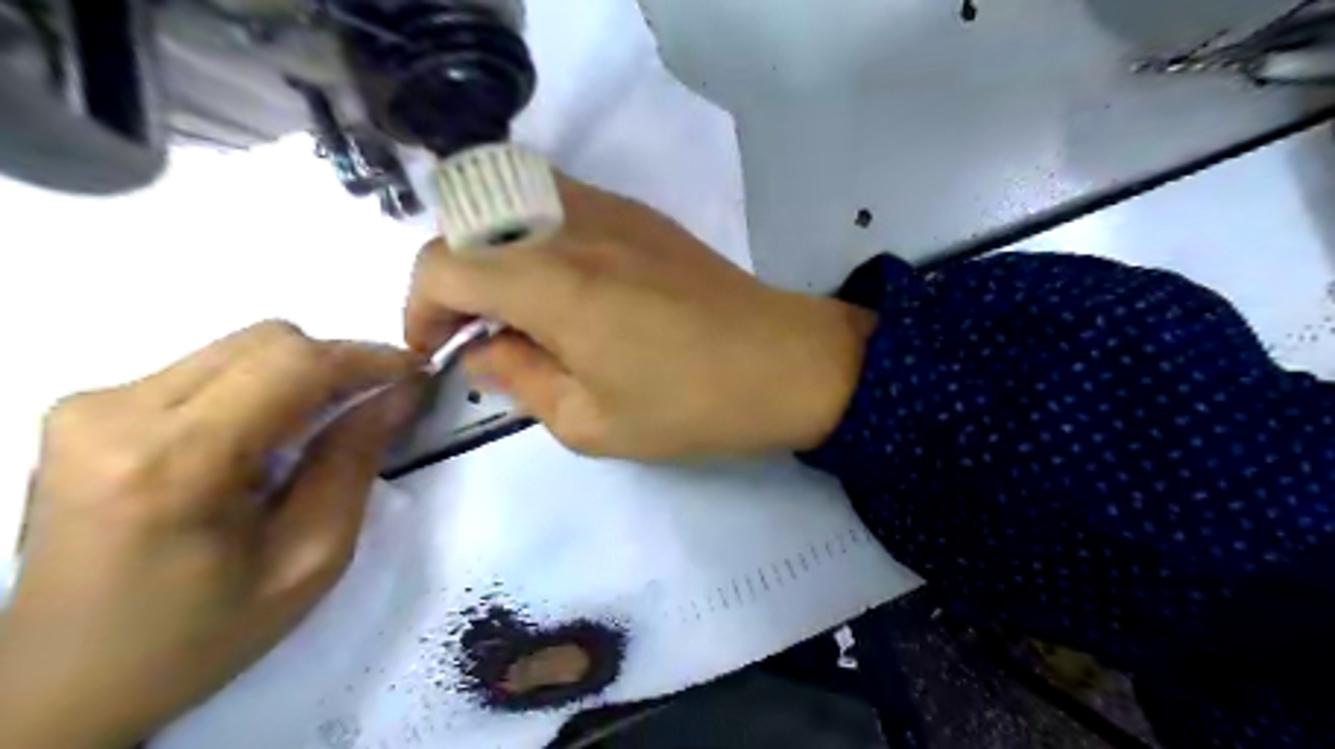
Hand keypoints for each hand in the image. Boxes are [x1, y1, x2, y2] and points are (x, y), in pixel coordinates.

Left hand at [1, 323, 421, 747]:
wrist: (60, 683)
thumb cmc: (201, 635)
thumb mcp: (309, 559)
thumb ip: (354, 463)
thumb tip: (400, 393)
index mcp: (173, 464)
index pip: (292, 363)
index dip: (368, 357)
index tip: (416, 373)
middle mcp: (116, 414)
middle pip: (267, 341)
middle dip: (337, 364)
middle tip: (375, 405)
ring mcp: (89, 406)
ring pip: (239, 348)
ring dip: (299, 376)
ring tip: (322, 428)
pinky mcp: (84, 410)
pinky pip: (206, 368)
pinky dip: (259, 388)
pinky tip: (265, 437)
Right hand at [405, 180, 876, 458]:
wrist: (782, 363)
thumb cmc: (689, 404)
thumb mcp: (590, 422)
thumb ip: (519, 380)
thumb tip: (481, 352)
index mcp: (550, 282)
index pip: (442, 264)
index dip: (421, 308)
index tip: (441, 350)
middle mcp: (570, 225)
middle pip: (469, 223)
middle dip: (453, 278)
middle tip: (481, 332)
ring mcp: (610, 208)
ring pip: (512, 202)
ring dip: (495, 252)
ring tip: (522, 309)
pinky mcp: (640, 212)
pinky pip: (559, 203)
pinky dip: (536, 237)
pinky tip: (569, 287)